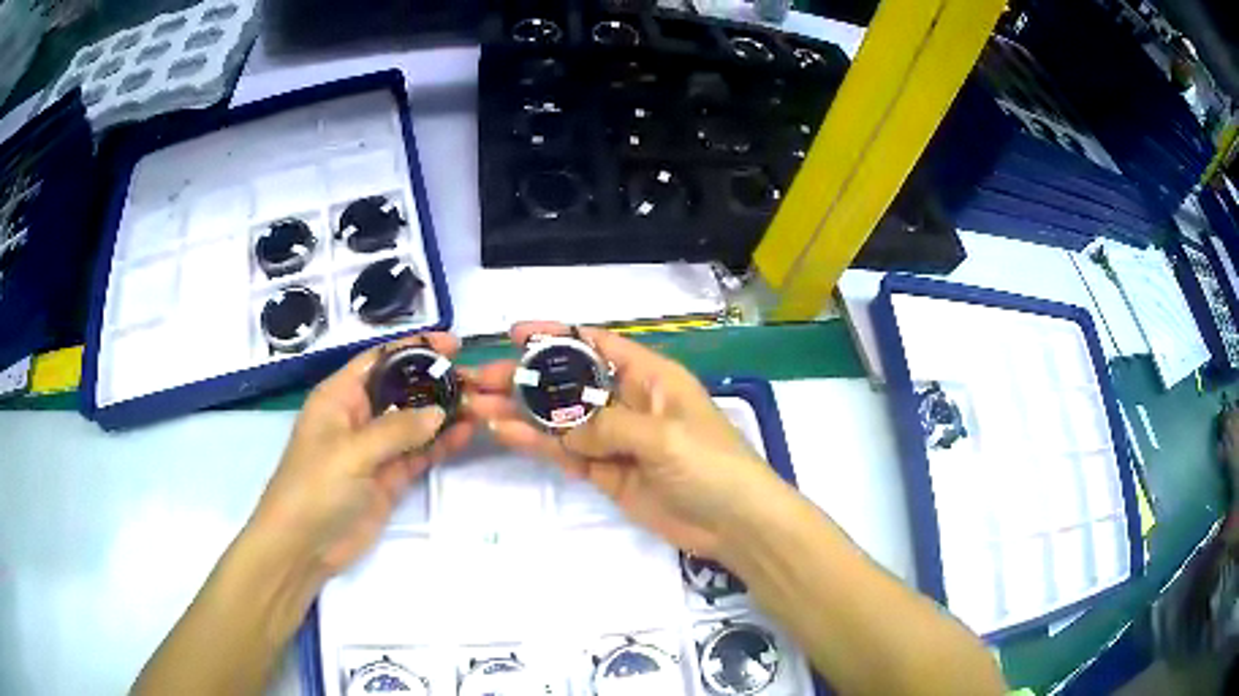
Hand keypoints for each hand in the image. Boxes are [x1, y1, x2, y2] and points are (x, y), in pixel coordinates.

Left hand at [249, 333, 473, 578]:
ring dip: (443, 414)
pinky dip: (440, 445)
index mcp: (339, 396)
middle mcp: (358, 417)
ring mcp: (375, 450)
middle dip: (435, 382)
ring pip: (414, 423)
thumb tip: (440, 412)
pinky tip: (465, 434)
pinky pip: (419, 455)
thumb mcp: (351, 452)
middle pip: (402, 390)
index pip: (380, 360)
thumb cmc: (315, 486)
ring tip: (480, 404)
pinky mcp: (389, 479)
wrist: (303, 546)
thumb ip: (397, 430)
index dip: (414, 348)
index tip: (452, 344)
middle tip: (476, 380)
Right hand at [471, 321, 788, 556]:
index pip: (596, 345)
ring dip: (520, 411)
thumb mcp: (664, 436)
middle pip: (568, 382)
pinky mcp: (607, 473)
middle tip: (478, 378)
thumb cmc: (711, 465)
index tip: (514, 333)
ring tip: (476, 405)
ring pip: (560, 419)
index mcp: (649, 377)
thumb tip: (563, 431)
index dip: (556, 336)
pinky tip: (505, 433)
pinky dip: (537, 443)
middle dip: (525, 377)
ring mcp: (614, 440)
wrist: (735, 524)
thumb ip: (608, 427)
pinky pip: (566, 453)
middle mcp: (627, 402)